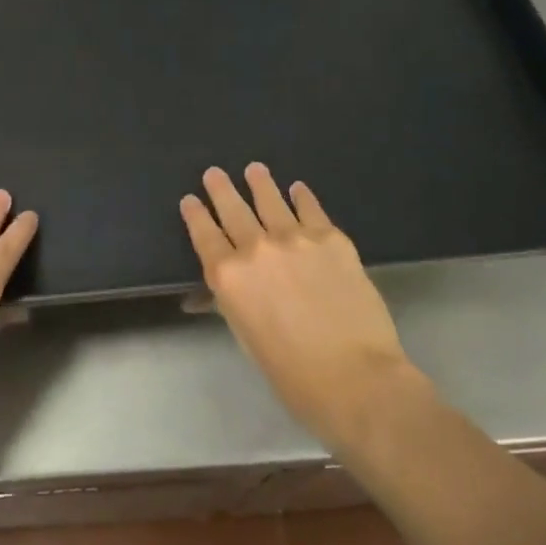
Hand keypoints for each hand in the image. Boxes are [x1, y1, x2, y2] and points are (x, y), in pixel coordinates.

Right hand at [180, 164, 418, 447]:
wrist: (355, 375)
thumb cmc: (292, 373)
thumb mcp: (247, 338)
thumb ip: (232, 303)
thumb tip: (221, 290)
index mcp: (229, 277)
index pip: (205, 236)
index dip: (196, 215)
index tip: (190, 200)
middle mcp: (257, 248)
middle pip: (234, 210)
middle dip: (221, 190)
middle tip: (214, 173)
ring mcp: (296, 238)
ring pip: (271, 200)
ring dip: (260, 183)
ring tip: (254, 169)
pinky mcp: (332, 238)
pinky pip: (311, 209)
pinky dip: (302, 196)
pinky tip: (298, 188)